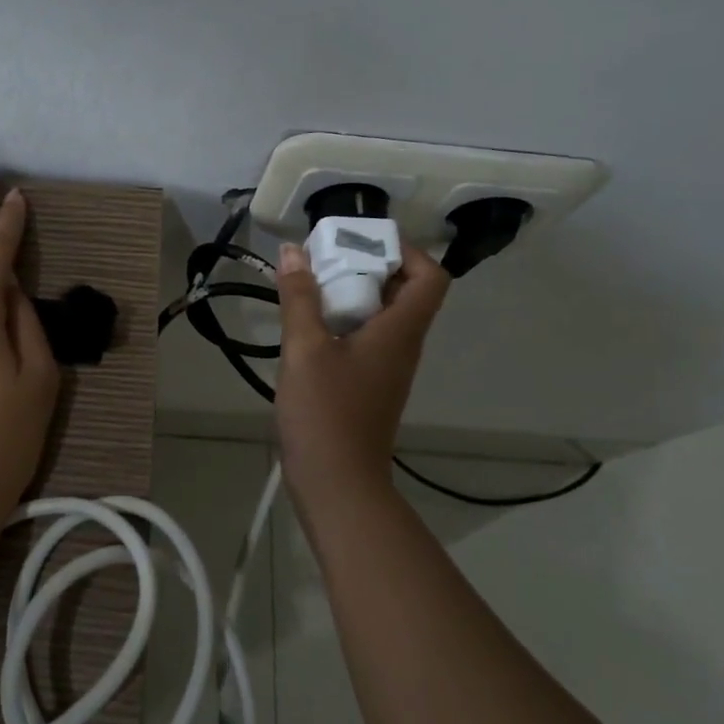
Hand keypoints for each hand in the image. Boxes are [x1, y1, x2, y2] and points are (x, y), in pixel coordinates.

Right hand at [274, 241, 450, 506]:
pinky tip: (307, 325)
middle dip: (367, 267)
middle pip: (404, 292)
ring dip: (351, 294)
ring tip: (309, 286)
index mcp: (400, 331)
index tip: (363, 240)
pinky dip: (342, 322)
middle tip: (326, 258)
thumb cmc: (326, 412)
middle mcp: (403, 345)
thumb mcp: (305, 349)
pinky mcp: (369, 385)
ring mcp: (386, 368)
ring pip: (382, 316)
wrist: (337, 483)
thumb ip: (299, 298)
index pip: (430, 276)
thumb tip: (294, 251)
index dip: (405, 250)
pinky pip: (365, 339)